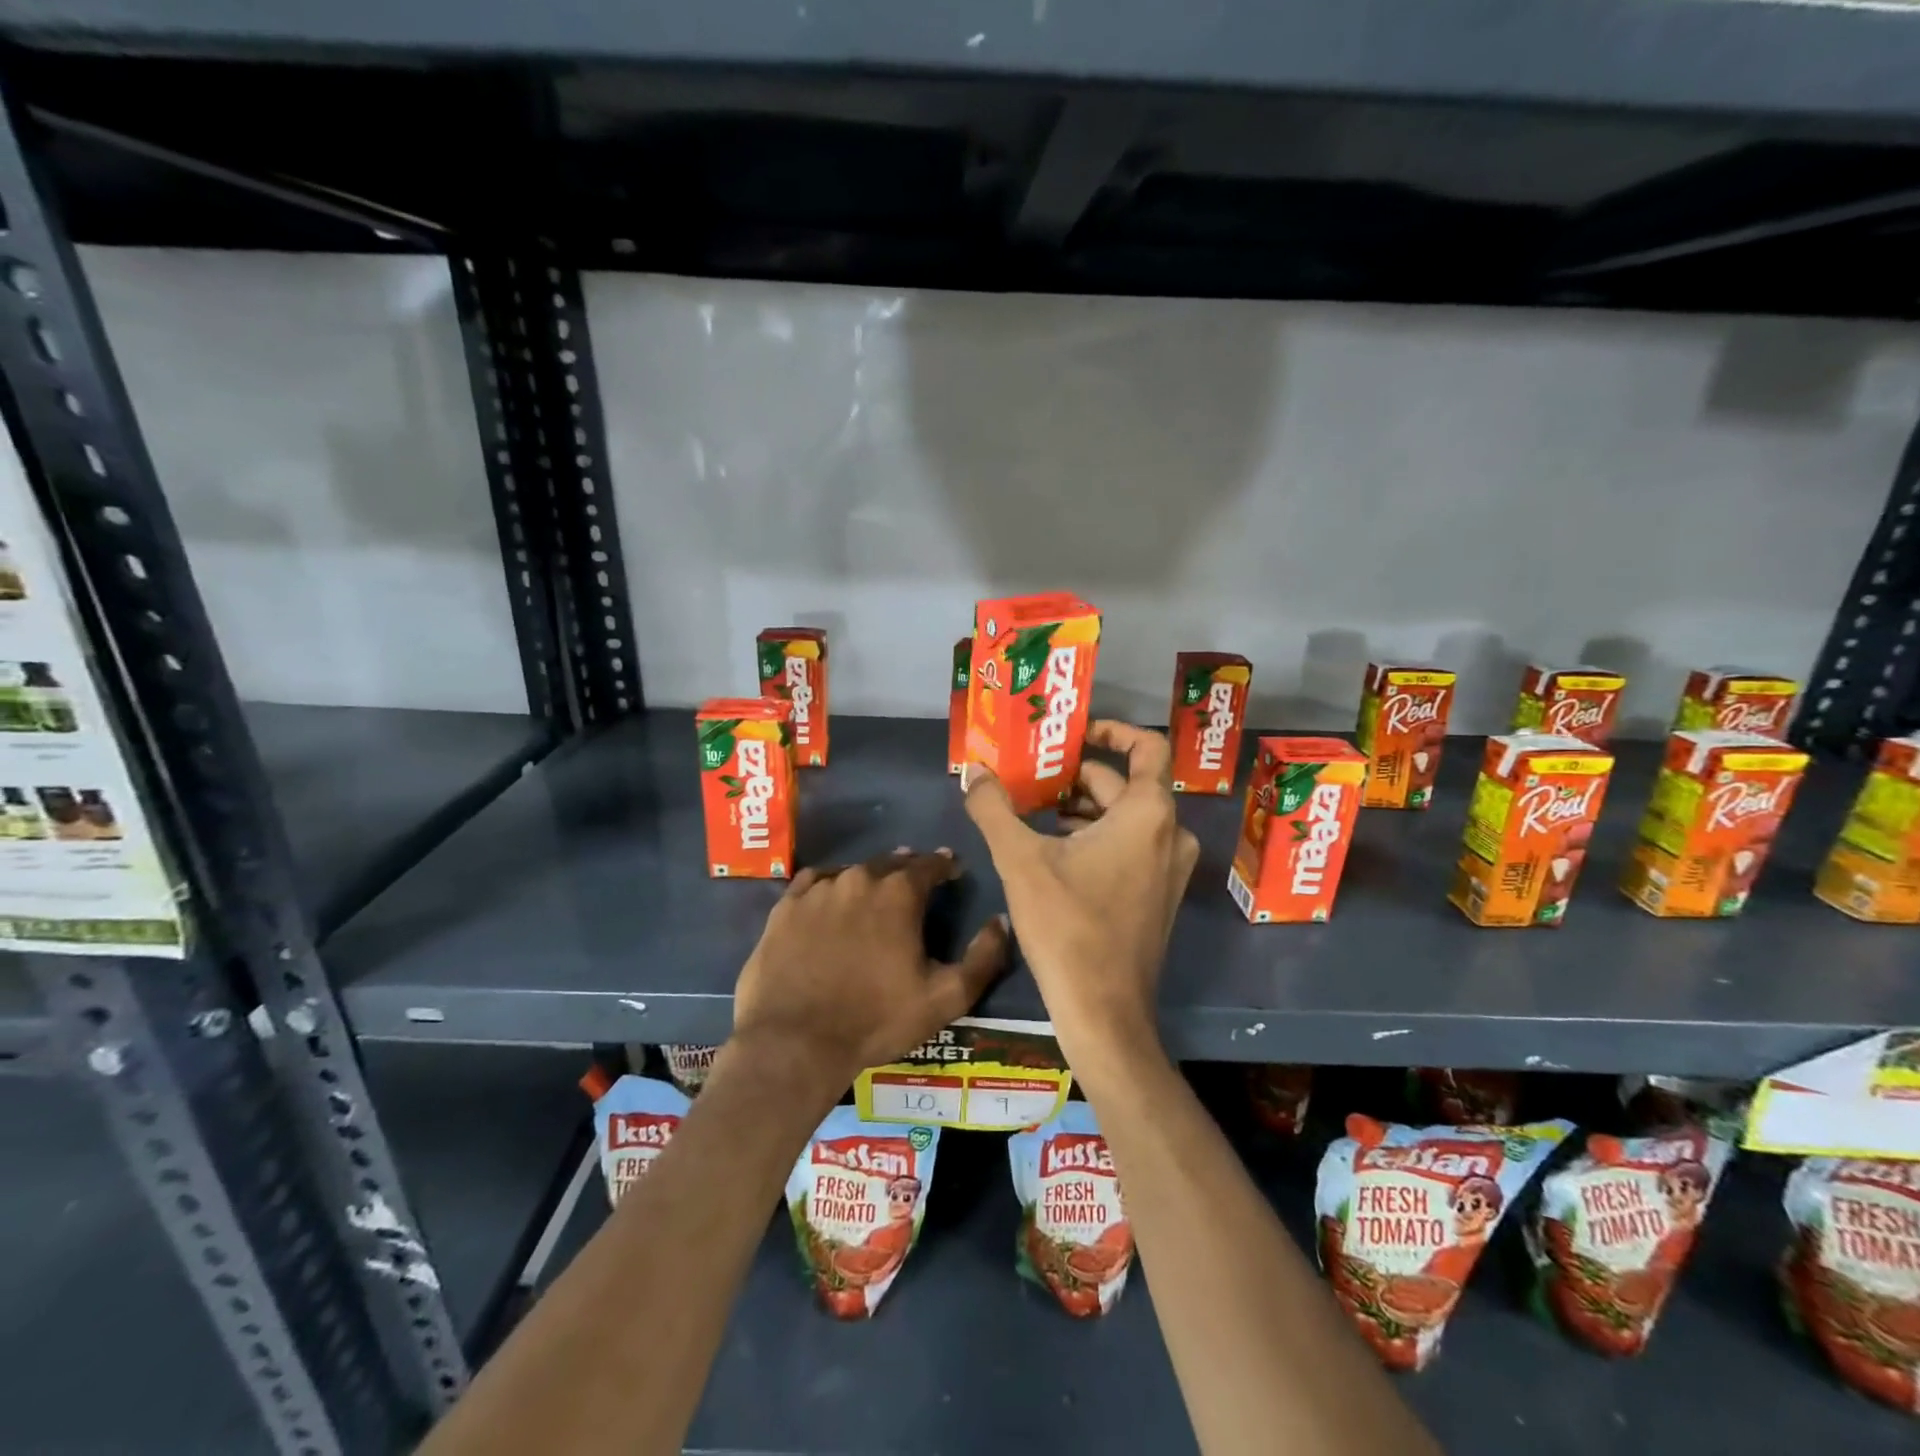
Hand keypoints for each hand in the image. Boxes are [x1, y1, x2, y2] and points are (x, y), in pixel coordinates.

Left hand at [730, 849, 1010, 1097]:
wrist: (795, 1042)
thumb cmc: (877, 1020)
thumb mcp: (946, 997)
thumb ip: (983, 957)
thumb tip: (1000, 921)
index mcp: (899, 893)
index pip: (930, 864)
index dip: (945, 865)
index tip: (952, 869)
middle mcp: (858, 879)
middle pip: (890, 862)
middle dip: (908, 868)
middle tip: (916, 879)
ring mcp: (817, 890)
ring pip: (852, 871)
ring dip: (869, 877)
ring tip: (875, 890)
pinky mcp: (785, 907)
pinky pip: (814, 882)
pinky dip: (829, 885)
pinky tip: (831, 897)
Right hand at [963, 722, 1198, 1072]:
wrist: (1104, 1012)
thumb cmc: (1066, 926)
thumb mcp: (1020, 860)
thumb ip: (993, 808)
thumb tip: (972, 771)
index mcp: (1148, 814)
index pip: (1146, 747)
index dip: (1112, 730)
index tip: (1073, 733)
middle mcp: (1170, 833)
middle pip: (1124, 784)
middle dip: (1075, 778)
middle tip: (1030, 777)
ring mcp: (1169, 868)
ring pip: (1126, 817)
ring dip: (1082, 809)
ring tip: (1033, 813)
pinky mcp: (1159, 895)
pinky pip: (1131, 846)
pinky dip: (1096, 837)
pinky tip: (1054, 852)